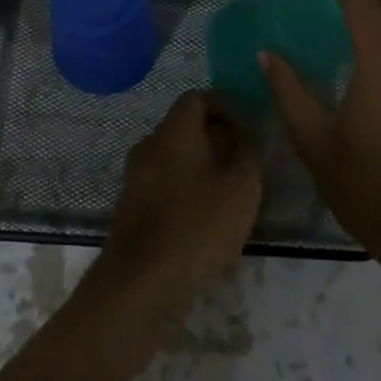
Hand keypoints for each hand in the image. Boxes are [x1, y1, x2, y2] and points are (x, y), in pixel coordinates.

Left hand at [96, 91, 261, 318]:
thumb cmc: (198, 226)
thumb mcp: (242, 188)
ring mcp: (136, 176)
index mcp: (174, 131)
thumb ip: (249, 153)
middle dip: (216, 136)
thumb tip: (247, 134)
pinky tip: (205, 215)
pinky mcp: (132, 205)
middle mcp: (149, 145)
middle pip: (184, 126)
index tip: (248, 124)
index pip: (197, 97)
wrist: (142, 282)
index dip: (225, 105)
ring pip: (174, 156)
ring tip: (230, 189)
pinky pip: (164, 181)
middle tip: (245, 158)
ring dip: (202, 164)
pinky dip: (186, 186)